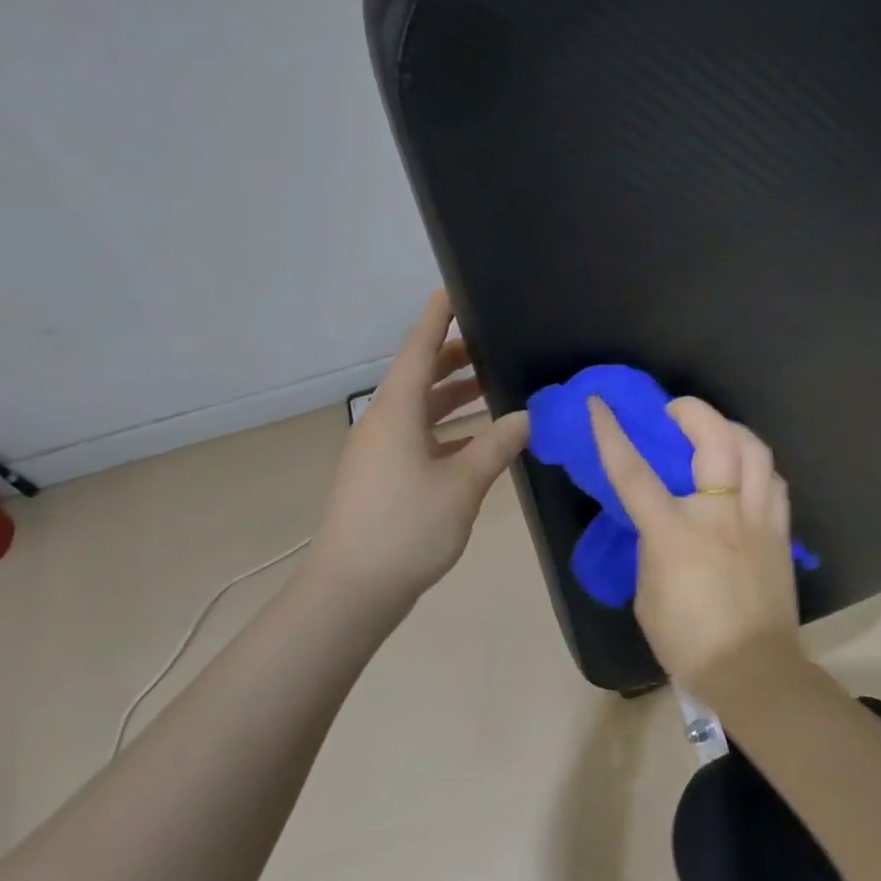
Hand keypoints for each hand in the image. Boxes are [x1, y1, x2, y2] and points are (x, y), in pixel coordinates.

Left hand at [301, 292, 528, 621]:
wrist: (353, 590)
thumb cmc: (407, 528)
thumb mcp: (462, 484)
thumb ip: (497, 445)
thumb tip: (527, 417)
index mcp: (396, 412)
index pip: (420, 349)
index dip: (438, 318)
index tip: (456, 289)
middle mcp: (384, 422)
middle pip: (421, 376)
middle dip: (456, 357)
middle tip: (496, 343)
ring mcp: (380, 450)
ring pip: (421, 408)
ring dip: (455, 396)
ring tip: (495, 385)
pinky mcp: (383, 475)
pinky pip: (420, 435)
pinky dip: (450, 428)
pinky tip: (480, 438)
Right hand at [588, 394, 801, 685]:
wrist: (753, 671)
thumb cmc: (689, 642)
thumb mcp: (648, 595)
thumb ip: (652, 549)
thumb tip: (660, 526)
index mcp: (675, 533)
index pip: (634, 472)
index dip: (612, 434)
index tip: (600, 404)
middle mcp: (720, 514)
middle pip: (716, 439)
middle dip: (693, 411)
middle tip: (676, 411)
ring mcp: (757, 519)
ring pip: (755, 450)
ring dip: (732, 430)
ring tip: (716, 433)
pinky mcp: (781, 532)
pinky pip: (774, 481)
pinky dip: (757, 466)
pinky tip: (746, 472)